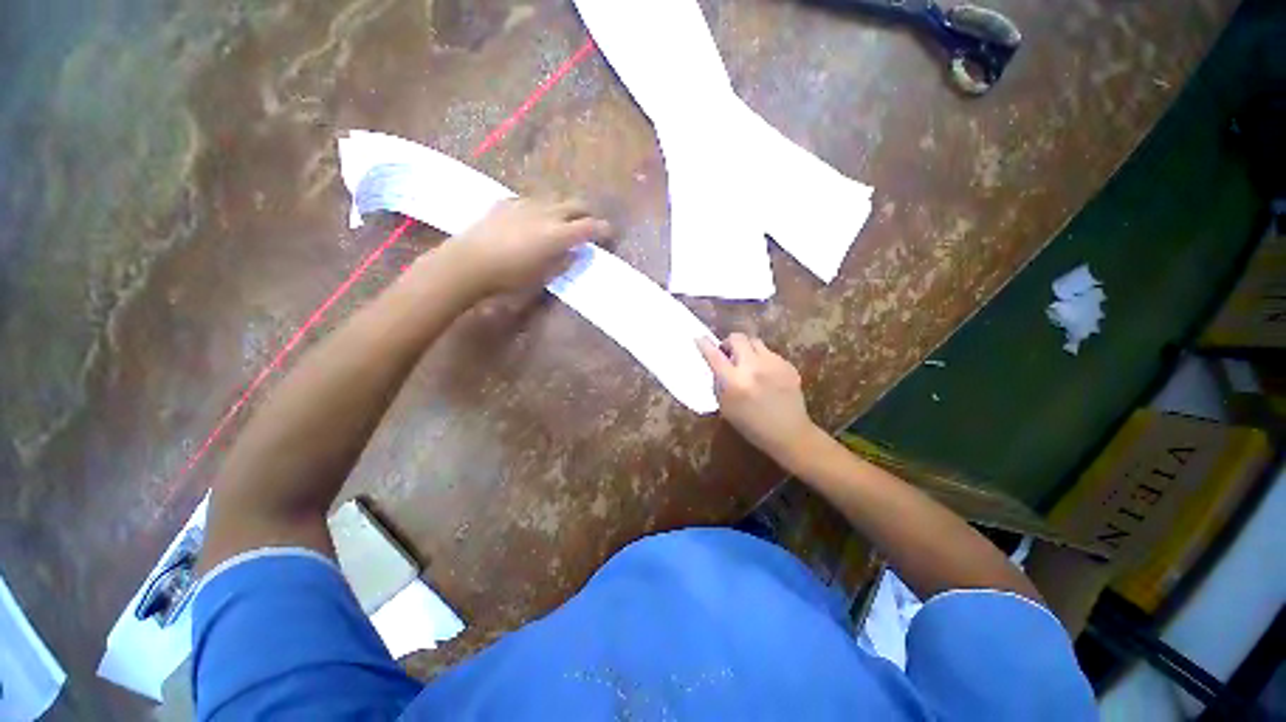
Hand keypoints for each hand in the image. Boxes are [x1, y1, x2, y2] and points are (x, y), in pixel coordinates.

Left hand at [443, 198, 611, 295]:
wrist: (469, 262)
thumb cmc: (510, 276)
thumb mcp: (543, 276)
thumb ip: (564, 261)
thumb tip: (576, 251)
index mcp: (558, 234)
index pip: (589, 227)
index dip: (603, 229)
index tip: (609, 233)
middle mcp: (547, 213)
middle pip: (576, 204)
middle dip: (587, 213)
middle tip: (590, 224)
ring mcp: (526, 204)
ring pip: (555, 199)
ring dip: (565, 208)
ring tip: (564, 220)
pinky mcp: (508, 202)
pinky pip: (533, 200)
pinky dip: (542, 208)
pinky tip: (535, 217)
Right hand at [697, 333, 821, 465]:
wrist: (789, 433)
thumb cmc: (751, 425)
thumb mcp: (726, 407)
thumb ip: (719, 384)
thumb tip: (716, 366)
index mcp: (735, 382)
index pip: (714, 355)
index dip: (704, 344)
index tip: (700, 339)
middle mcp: (754, 367)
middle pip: (737, 338)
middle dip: (728, 343)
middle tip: (727, 354)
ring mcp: (773, 364)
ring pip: (754, 341)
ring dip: (746, 349)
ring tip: (747, 362)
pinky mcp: (788, 365)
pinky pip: (769, 353)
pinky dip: (762, 359)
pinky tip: (764, 374)